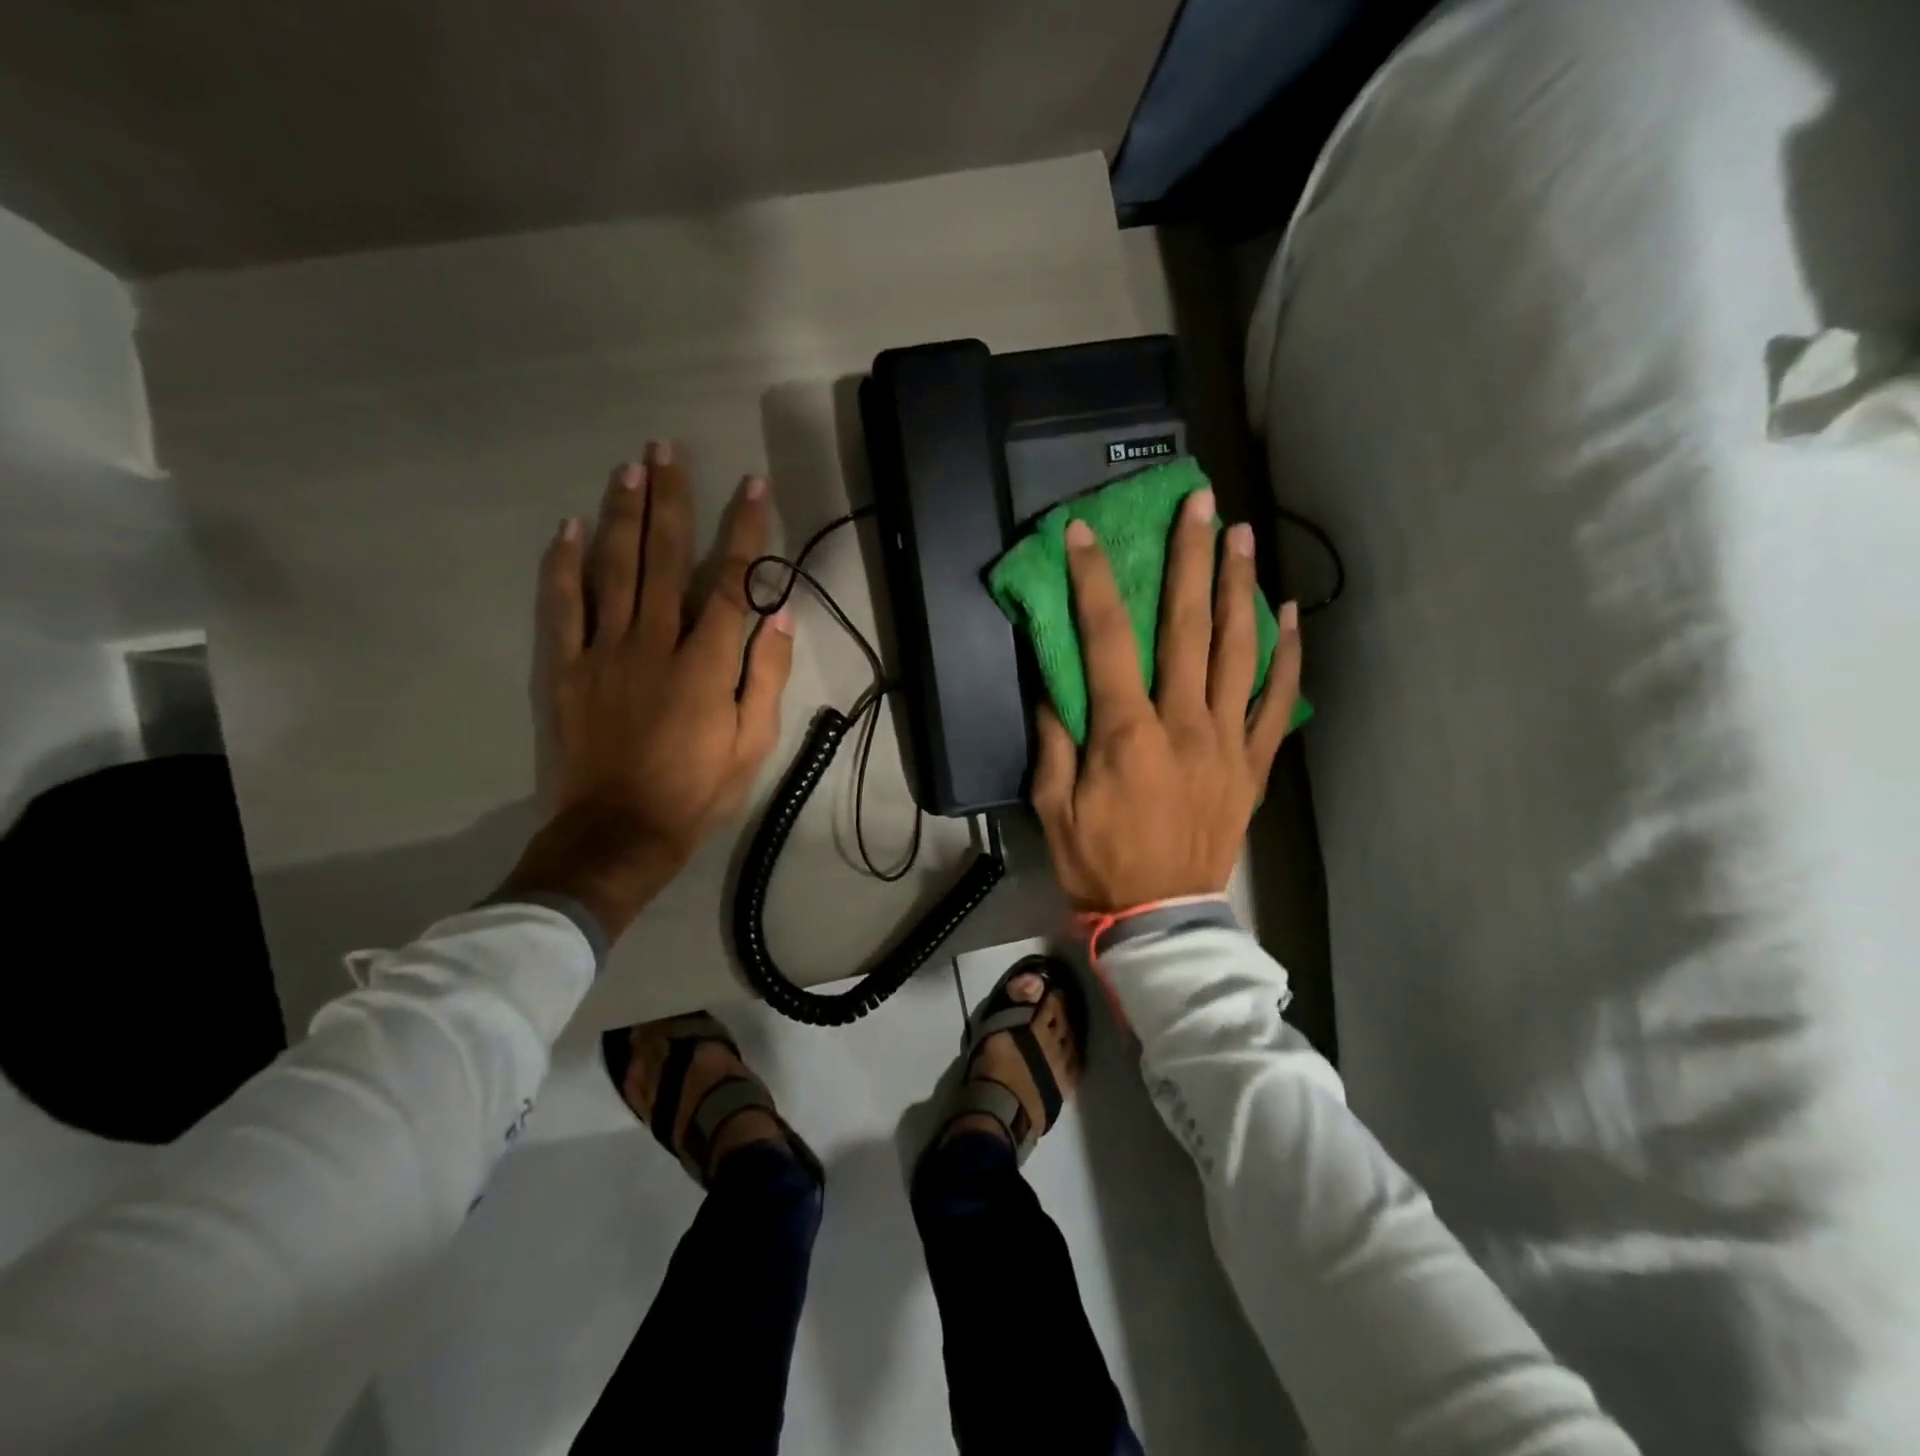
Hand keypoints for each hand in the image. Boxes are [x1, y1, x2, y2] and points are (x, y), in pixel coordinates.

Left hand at [498, 442, 795, 938]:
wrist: (621, 831)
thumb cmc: (699, 790)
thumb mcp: (754, 743)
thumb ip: (766, 676)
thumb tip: (778, 615)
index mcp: (706, 663)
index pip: (731, 582)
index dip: (745, 531)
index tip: (753, 487)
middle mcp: (655, 643)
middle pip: (664, 558)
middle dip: (671, 500)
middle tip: (667, 449)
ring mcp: (605, 651)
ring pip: (614, 569)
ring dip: (623, 514)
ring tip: (629, 468)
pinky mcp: (568, 668)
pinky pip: (563, 607)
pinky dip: (564, 565)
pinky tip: (568, 528)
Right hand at [1031, 490, 1301, 912]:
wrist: (1161, 915)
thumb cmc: (1098, 861)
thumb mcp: (1053, 805)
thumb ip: (1054, 740)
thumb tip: (1055, 685)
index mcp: (1126, 733)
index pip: (1108, 638)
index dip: (1093, 579)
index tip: (1084, 533)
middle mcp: (1183, 724)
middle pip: (1190, 627)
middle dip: (1190, 559)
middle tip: (1198, 503)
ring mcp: (1227, 742)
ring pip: (1240, 651)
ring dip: (1239, 588)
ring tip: (1241, 535)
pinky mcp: (1253, 764)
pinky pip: (1278, 703)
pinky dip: (1288, 656)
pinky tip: (1290, 613)